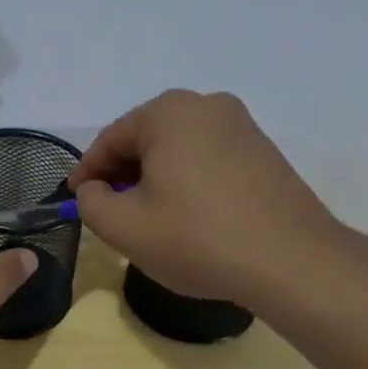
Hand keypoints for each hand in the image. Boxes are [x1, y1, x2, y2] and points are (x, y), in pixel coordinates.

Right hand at [69, 89, 345, 306]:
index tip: (75, 201)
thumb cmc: (197, 238)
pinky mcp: (263, 150)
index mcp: (168, 112)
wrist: (292, 263)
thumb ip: (90, 202)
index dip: (87, 174)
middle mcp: (206, 105)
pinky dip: (187, 180)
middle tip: (110, 212)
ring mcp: (241, 125)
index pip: (110, 140)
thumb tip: (94, 189)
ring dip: (154, 178)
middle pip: (144, 140)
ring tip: (148, 218)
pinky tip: (187, 215)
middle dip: (122, 174)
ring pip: (177, 149)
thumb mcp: (123, 227)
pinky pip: (207, 158)